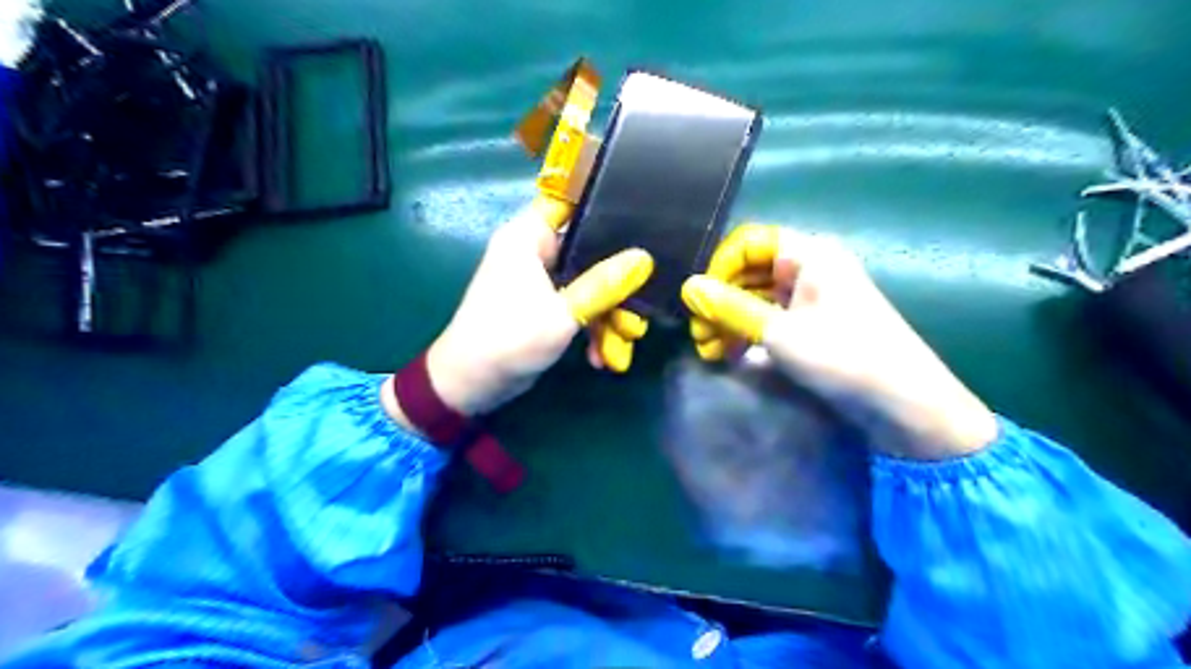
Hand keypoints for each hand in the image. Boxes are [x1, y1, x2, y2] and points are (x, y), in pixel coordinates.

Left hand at [414, 194, 649, 413]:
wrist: (470, 386)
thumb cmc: (509, 340)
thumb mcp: (562, 314)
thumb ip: (603, 286)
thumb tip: (644, 259)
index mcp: (528, 237)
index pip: (569, 200)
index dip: (603, 202)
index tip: (642, 214)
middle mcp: (535, 252)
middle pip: (590, 251)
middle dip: (617, 287)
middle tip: (637, 313)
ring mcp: (541, 281)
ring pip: (590, 285)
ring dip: (608, 318)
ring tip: (620, 350)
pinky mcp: (546, 307)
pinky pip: (580, 307)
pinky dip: (592, 329)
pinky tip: (601, 359)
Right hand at [679, 224, 996, 459]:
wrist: (903, 403)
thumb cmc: (843, 356)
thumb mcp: (779, 333)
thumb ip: (730, 308)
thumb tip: (688, 287)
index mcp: (808, 254)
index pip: (748, 243)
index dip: (719, 267)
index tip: (699, 300)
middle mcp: (809, 269)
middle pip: (749, 272)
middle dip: (719, 300)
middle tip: (698, 334)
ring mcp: (811, 298)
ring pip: (756, 298)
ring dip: (729, 321)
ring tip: (709, 351)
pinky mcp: (813, 326)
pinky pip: (770, 319)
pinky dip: (747, 334)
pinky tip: (730, 356)